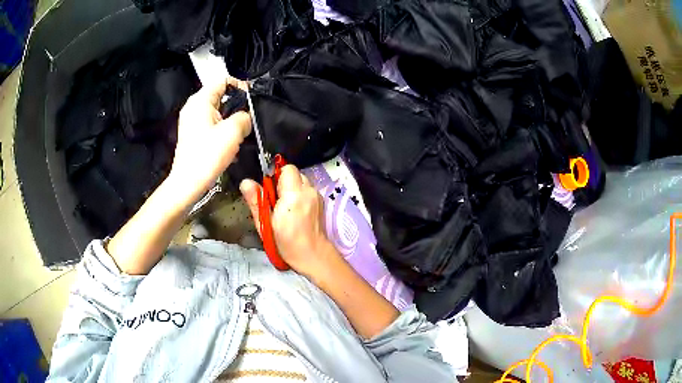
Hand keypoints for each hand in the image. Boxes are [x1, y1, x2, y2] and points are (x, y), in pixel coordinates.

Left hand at [169, 78, 250, 204]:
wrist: (188, 183)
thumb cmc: (208, 154)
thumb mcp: (233, 131)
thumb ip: (245, 117)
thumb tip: (246, 117)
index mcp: (200, 100)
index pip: (223, 80)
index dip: (240, 86)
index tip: (252, 99)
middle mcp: (194, 107)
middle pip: (220, 96)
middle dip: (237, 105)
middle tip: (250, 118)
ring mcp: (191, 121)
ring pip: (217, 112)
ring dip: (231, 120)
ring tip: (242, 132)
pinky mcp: (193, 134)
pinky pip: (212, 124)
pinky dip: (222, 129)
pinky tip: (231, 143)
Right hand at [240, 165, 337, 277]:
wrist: (312, 255)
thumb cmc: (286, 243)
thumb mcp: (265, 223)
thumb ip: (256, 200)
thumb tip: (245, 182)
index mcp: (293, 195)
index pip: (287, 169)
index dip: (276, 176)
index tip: (270, 190)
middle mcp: (308, 191)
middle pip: (295, 173)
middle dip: (284, 182)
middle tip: (276, 201)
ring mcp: (317, 195)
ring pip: (301, 181)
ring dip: (292, 188)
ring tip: (286, 207)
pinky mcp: (322, 201)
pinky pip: (307, 190)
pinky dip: (300, 195)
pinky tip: (296, 211)